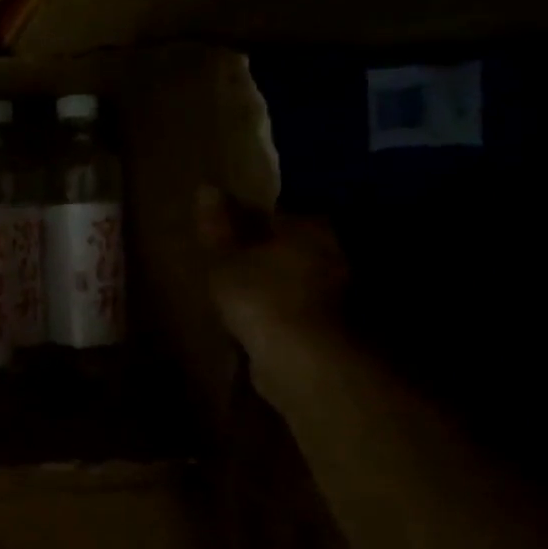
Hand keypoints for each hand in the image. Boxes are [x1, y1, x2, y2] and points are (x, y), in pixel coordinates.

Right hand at [196, 186, 348, 378]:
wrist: (303, 361)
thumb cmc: (261, 296)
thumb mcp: (225, 259)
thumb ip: (217, 227)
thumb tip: (207, 188)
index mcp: (310, 228)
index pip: (278, 214)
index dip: (250, 221)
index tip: (227, 231)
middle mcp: (334, 254)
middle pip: (292, 247)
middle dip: (267, 253)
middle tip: (232, 264)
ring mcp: (339, 294)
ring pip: (297, 280)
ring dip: (275, 286)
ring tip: (241, 296)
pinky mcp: (335, 328)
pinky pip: (299, 311)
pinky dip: (282, 314)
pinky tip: (259, 323)